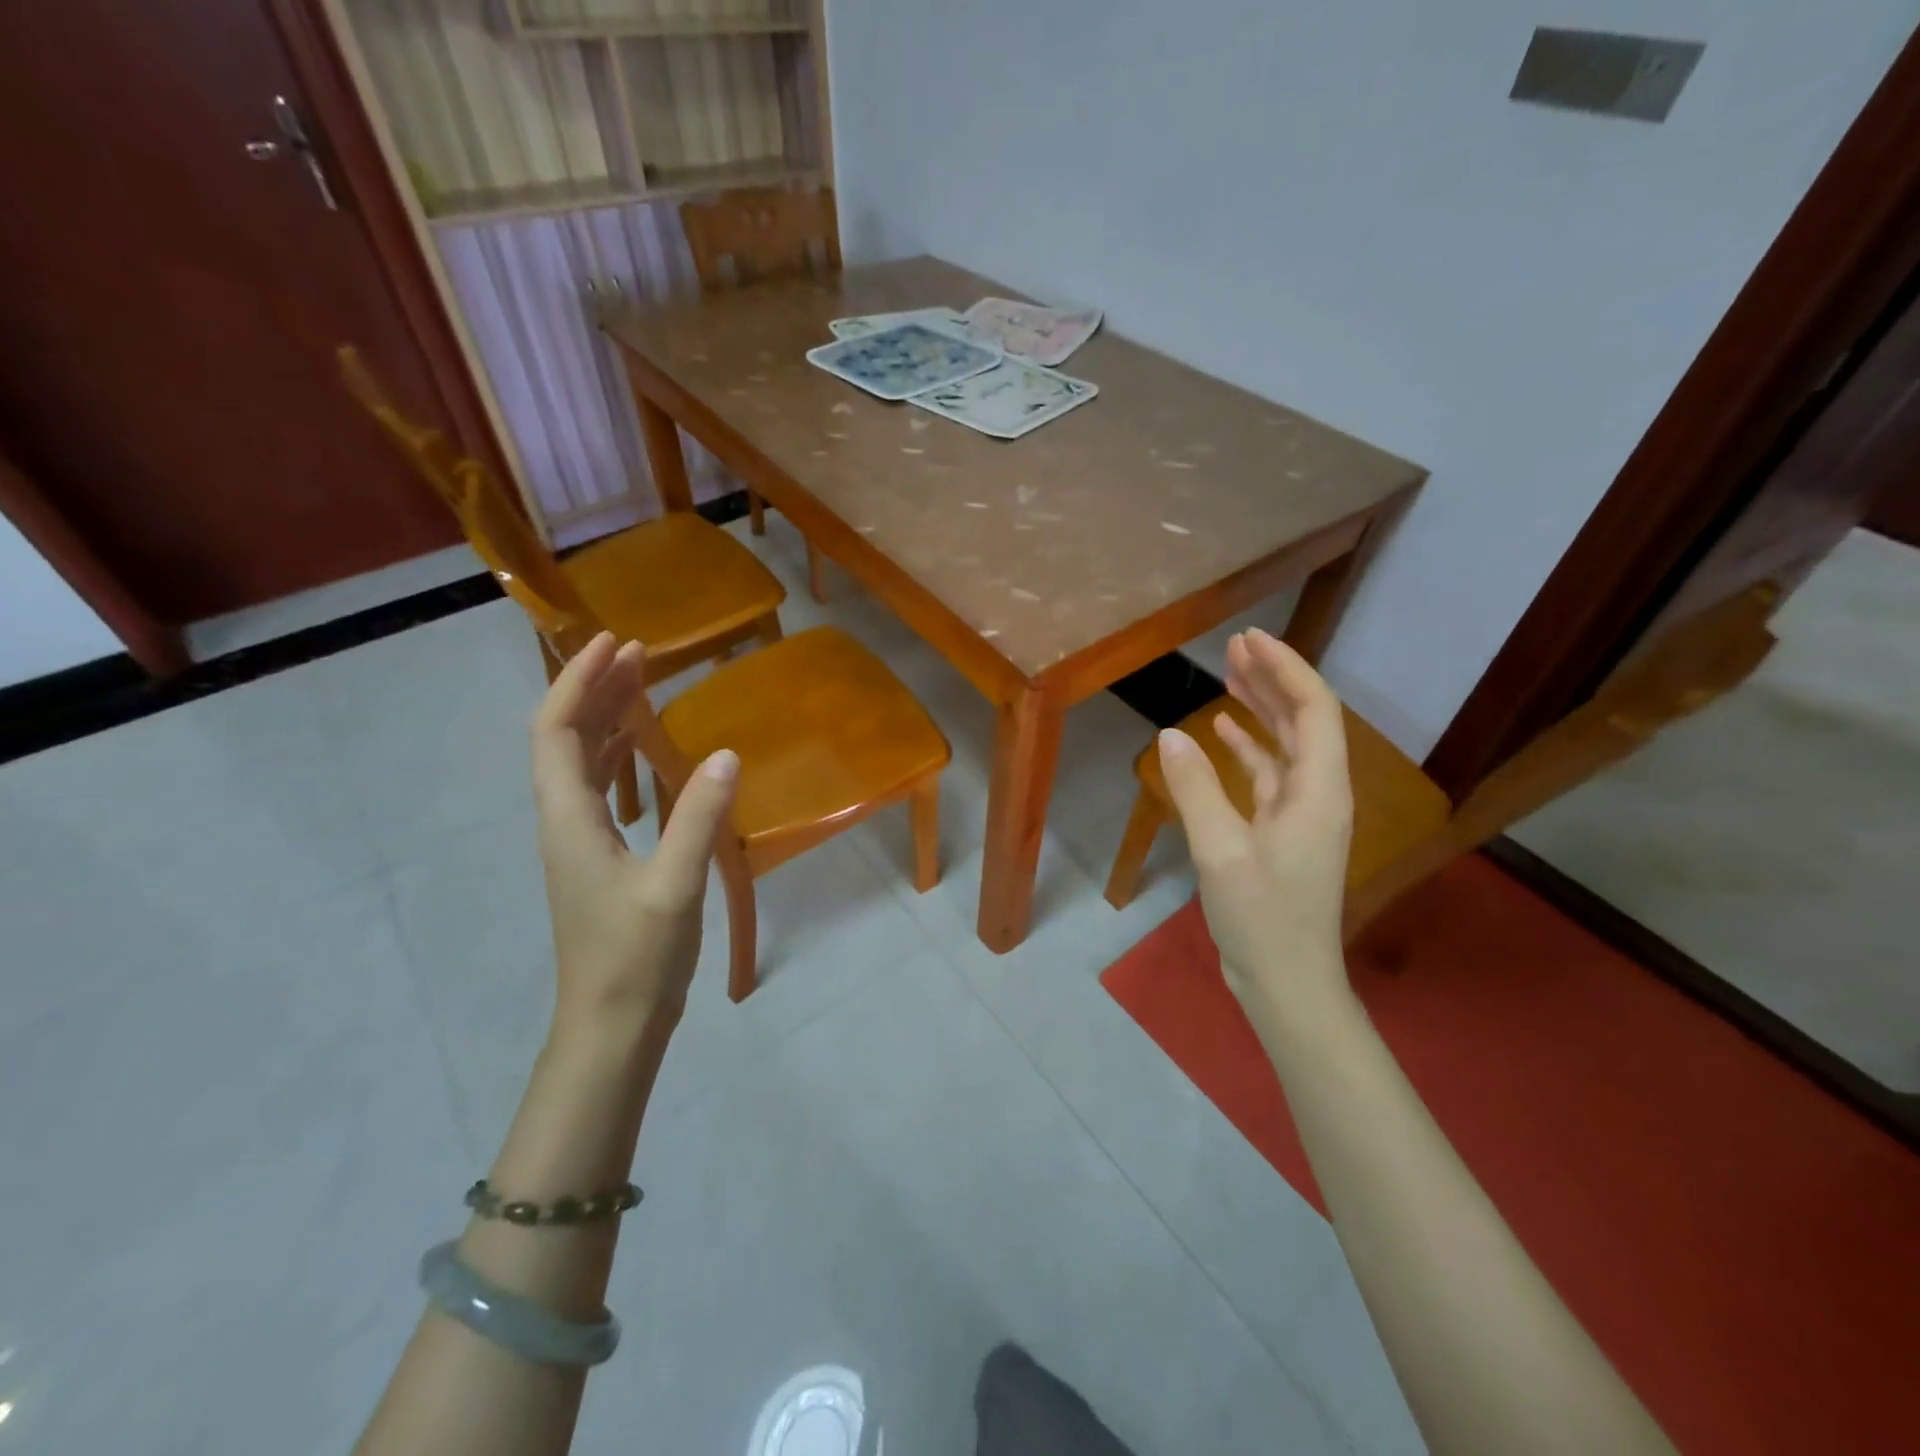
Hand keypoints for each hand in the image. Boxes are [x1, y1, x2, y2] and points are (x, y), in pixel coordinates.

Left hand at [530, 632, 737, 1038]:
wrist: (612, 1024)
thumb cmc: (636, 956)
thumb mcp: (674, 885)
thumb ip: (698, 817)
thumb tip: (727, 754)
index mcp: (569, 819)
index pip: (554, 732)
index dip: (577, 682)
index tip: (612, 643)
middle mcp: (564, 822)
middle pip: (565, 739)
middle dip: (594, 689)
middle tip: (639, 653)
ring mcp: (579, 842)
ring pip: (582, 763)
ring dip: (606, 718)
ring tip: (642, 685)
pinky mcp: (599, 859)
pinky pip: (601, 789)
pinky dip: (620, 756)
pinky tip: (648, 751)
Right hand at [1156, 629, 1354, 1017]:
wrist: (1286, 982)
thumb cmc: (1262, 918)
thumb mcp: (1221, 851)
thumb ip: (1196, 789)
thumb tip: (1170, 735)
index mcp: (1318, 790)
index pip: (1313, 709)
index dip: (1284, 668)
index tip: (1249, 638)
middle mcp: (1317, 793)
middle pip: (1303, 720)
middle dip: (1272, 678)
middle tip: (1235, 646)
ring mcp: (1300, 814)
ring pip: (1285, 745)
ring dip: (1260, 709)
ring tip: (1228, 676)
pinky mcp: (1280, 833)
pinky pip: (1268, 775)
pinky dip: (1247, 749)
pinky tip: (1220, 734)